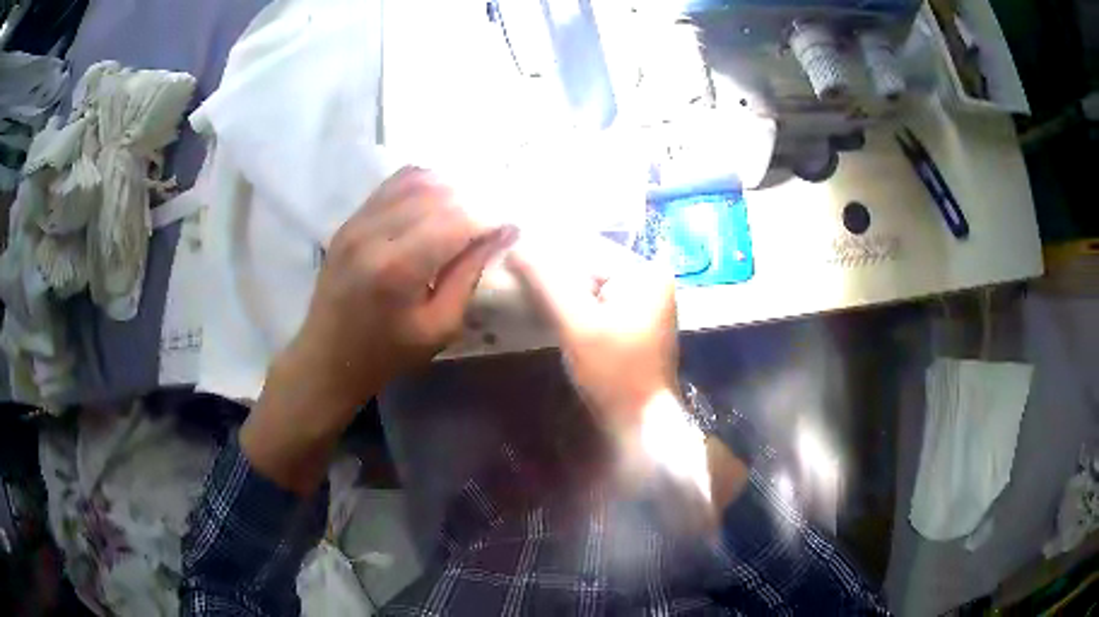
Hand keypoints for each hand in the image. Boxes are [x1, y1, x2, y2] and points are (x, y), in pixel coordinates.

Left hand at [282, 167, 517, 412]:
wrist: (327, 357)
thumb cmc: (387, 353)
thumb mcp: (439, 327)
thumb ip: (469, 274)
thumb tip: (502, 233)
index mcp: (398, 268)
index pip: (457, 221)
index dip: (489, 219)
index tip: (509, 227)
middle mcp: (375, 234)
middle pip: (438, 194)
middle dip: (473, 200)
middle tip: (491, 217)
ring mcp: (357, 222)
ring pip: (415, 181)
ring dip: (448, 188)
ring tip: (468, 206)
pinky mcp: (349, 220)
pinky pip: (391, 185)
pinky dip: (421, 184)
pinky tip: (437, 198)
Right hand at [507, 237, 679, 442]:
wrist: (641, 421)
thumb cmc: (613, 372)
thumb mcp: (577, 323)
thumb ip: (546, 281)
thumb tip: (515, 244)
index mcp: (643, 271)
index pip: (585, 247)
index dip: (544, 250)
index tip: (507, 252)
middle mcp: (649, 277)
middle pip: (589, 262)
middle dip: (551, 269)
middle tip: (510, 269)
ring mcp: (644, 299)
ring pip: (590, 281)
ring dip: (559, 285)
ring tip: (521, 284)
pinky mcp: (634, 319)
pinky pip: (597, 299)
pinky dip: (573, 301)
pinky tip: (548, 305)